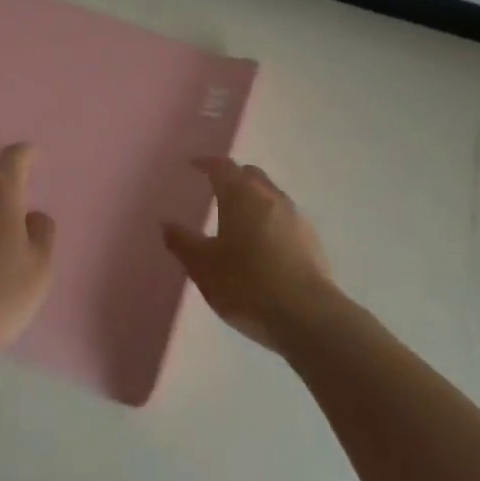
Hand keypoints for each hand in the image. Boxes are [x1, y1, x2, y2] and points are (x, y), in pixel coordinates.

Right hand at [163, 157, 340, 352]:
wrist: (309, 317)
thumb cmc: (247, 284)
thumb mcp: (204, 268)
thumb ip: (183, 243)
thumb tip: (167, 224)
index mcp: (241, 194)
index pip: (221, 166)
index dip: (206, 163)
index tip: (194, 165)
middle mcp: (270, 196)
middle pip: (250, 175)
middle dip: (233, 178)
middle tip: (216, 191)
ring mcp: (296, 217)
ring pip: (270, 195)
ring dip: (254, 200)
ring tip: (239, 221)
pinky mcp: (313, 240)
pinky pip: (285, 219)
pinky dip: (271, 222)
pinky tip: (264, 246)